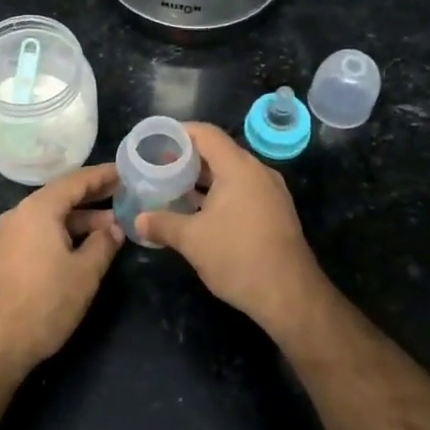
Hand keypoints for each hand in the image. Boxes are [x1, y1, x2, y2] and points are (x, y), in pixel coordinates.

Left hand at [0, 163, 122, 379]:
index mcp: (38, 209)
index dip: (102, 176)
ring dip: (79, 219)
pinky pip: (38, 231)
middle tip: (123, 195)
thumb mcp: (85, 273)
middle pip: (60, 196)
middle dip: (92, 197)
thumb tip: (114, 227)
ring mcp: (8, 235)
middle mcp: (19, 214)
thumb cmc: (45, 303)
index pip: (75, 181)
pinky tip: (82, 246)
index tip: (125, 170)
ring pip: (50, 216)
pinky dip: (62, 232)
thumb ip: (103, 243)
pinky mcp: (4, 255)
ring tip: (110, 226)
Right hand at [136, 123, 328, 336]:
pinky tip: (199, 213)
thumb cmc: (238, 257)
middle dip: (187, 158)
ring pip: (231, 174)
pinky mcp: (275, 212)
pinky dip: (219, 194)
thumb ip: (162, 224)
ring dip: (203, 179)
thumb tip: (138, 221)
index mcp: (238, 168)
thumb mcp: (192, 240)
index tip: (155, 141)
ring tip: (173, 189)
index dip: (178, 133)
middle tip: (158, 167)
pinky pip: (242, 190)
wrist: (290, 296)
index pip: (205, 134)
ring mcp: (270, 192)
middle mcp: (258, 172)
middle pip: (218, 152)